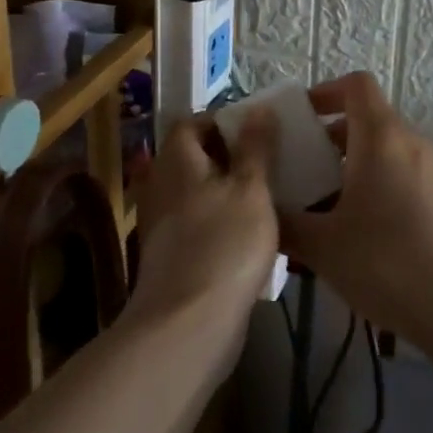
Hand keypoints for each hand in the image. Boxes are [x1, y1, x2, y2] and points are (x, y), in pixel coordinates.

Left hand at [127, 111, 279, 330]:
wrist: (188, 324)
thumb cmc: (225, 244)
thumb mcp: (252, 189)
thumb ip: (256, 147)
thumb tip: (258, 108)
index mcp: (176, 160)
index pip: (192, 123)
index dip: (223, 122)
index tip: (258, 132)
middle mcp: (162, 185)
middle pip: (195, 158)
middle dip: (231, 157)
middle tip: (270, 163)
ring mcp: (163, 224)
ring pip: (199, 192)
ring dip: (229, 191)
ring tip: (268, 198)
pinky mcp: (172, 256)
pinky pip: (199, 224)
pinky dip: (222, 222)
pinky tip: (251, 237)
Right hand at [277, 72, 432, 348]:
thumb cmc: (387, 262)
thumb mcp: (322, 245)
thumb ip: (284, 222)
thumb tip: (260, 210)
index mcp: (381, 137)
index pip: (355, 85)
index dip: (324, 92)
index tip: (297, 119)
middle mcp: (410, 143)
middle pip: (366, 119)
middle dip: (327, 138)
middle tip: (296, 169)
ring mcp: (431, 172)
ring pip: (382, 151)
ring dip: (347, 167)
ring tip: (318, 206)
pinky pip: (398, 175)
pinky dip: (371, 186)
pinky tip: (352, 231)